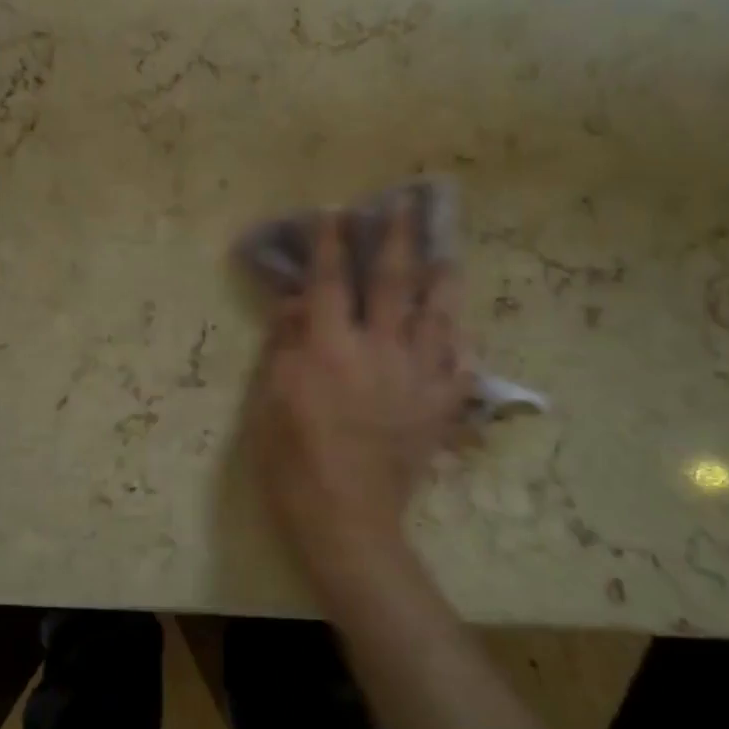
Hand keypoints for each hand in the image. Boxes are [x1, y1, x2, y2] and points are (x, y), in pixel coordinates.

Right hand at [242, 210, 465, 588]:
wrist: (347, 522)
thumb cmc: (293, 460)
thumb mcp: (268, 400)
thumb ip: (283, 343)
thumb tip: (296, 301)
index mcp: (330, 348)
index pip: (330, 281)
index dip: (330, 243)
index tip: (335, 212)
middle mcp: (379, 351)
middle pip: (393, 283)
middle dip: (397, 239)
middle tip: (404, 206)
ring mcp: (417, 377)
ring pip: (438, 314)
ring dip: (441, 277)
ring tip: (446, 251)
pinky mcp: (440, 406)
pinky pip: (460, 362)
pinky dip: (460, 337)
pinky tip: (458, 324)